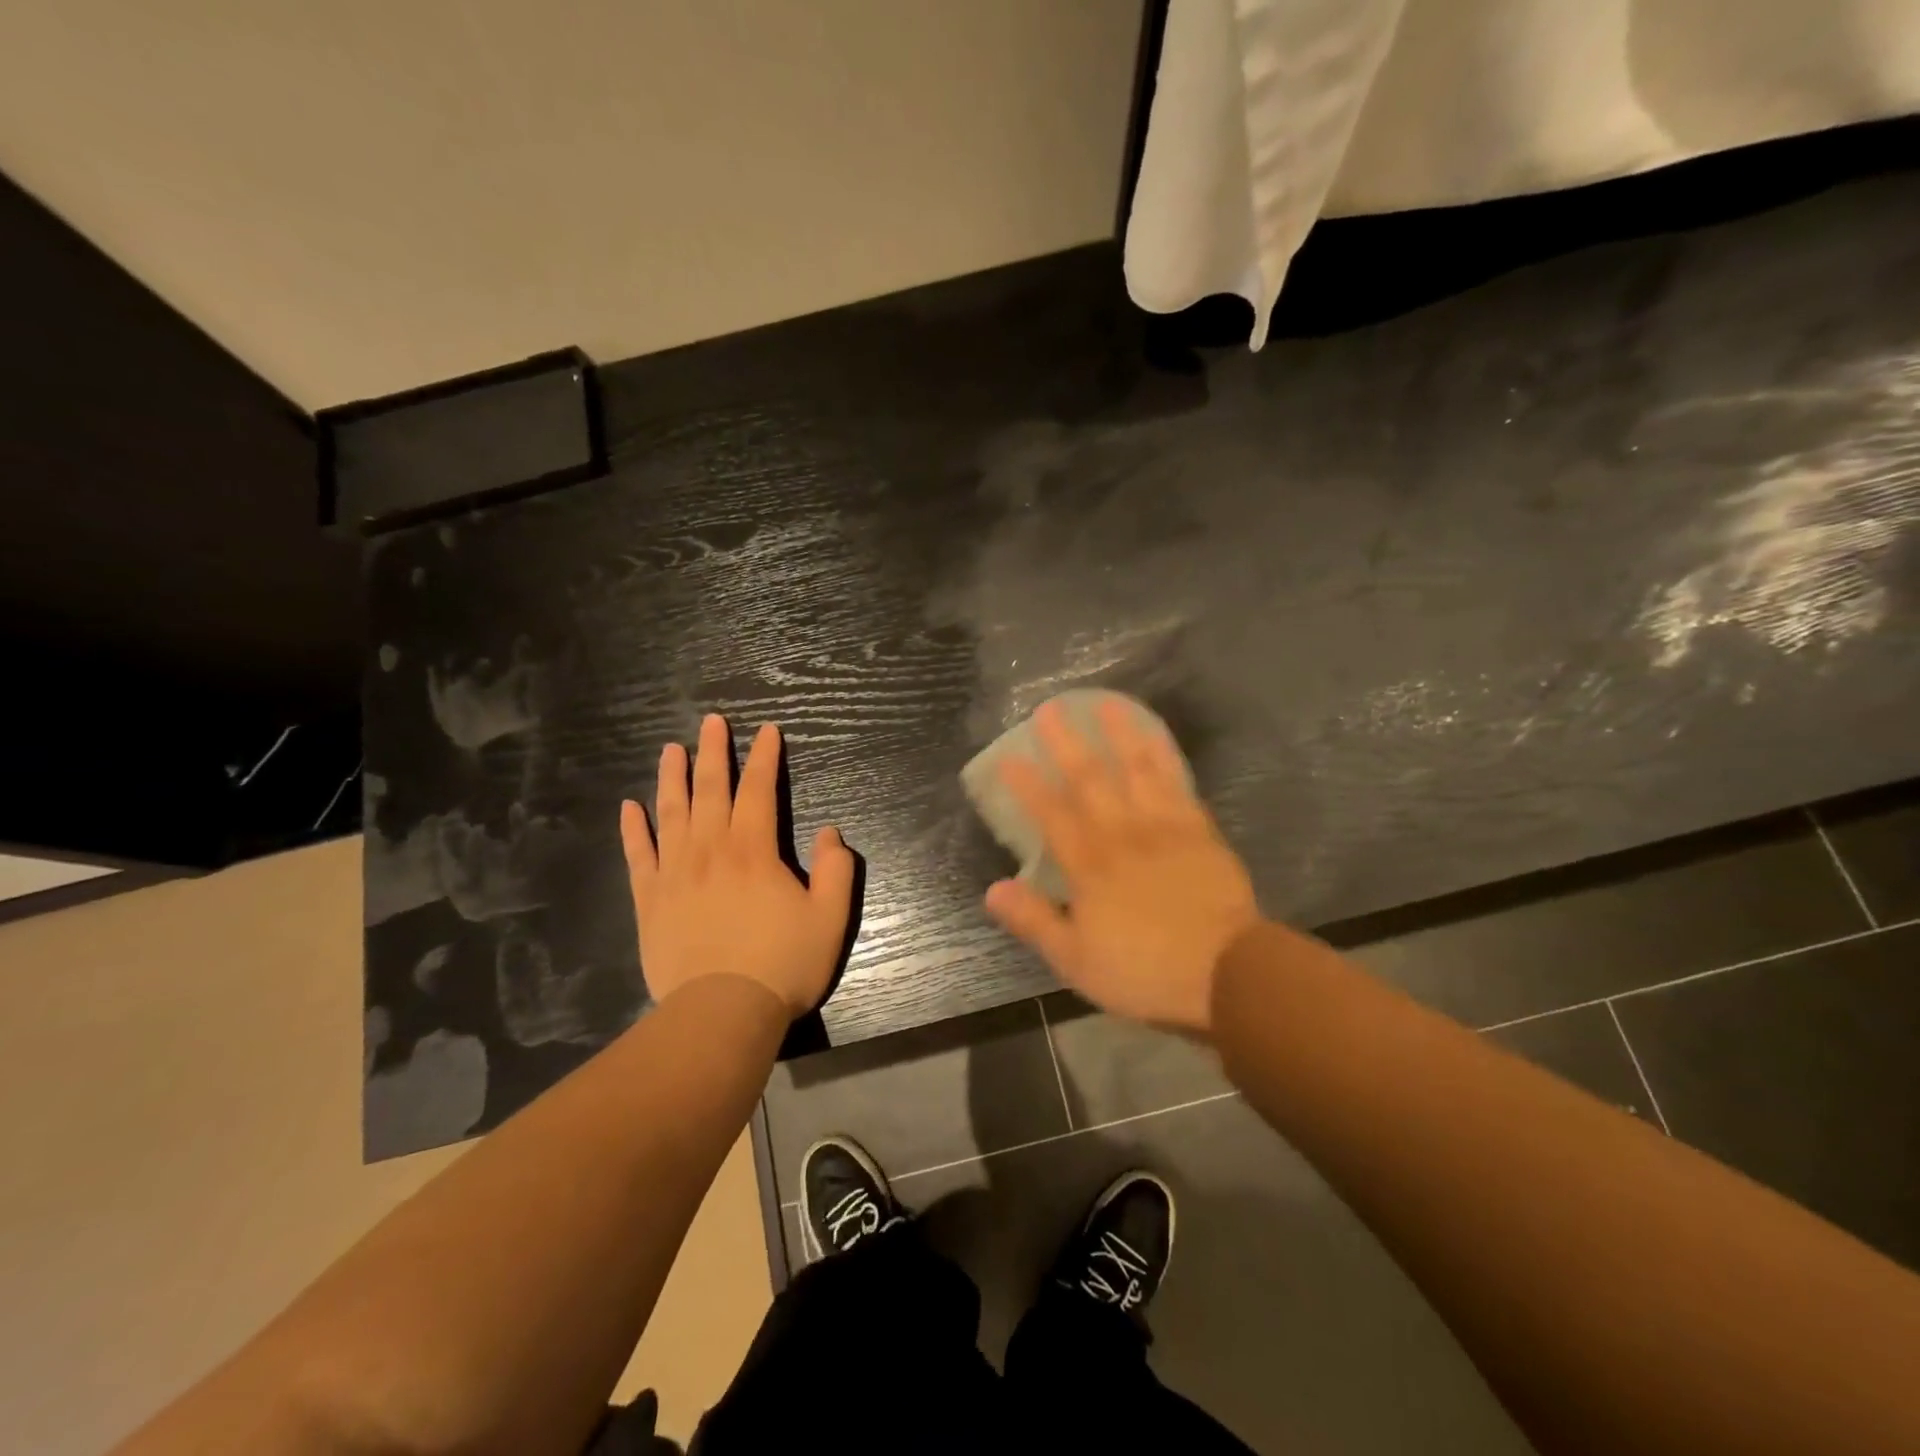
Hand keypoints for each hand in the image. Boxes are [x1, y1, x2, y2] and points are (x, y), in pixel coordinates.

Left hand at [621, 714, 854, 1016]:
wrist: (721, 1012)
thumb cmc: (782, 964)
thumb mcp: (830, 918)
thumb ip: (837, 870)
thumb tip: (832, 833)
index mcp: (754, 851)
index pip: (759, 790)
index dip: (765, 758)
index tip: (767, 730)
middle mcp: (710, 851)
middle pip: (710, 790)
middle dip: (714, 752)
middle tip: (711, 721)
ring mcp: (674, 874)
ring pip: (671, 813)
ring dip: (672, 778)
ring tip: (672, 749)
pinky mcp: (650, 901)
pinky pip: (638, 855)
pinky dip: (634, 829)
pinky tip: (630, 807)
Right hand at [983, 698, 1258, 1032]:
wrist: (1227, 974)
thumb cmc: (1144, 972)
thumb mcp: (1076, 960)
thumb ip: (1034, 921)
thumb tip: (991, 889)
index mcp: (1089, 866)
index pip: (1051, 814)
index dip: (1028, 784)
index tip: (1009, 756)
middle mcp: (1123, 834)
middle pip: (1091, 780)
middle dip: (1067, 743)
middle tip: (1050, 709)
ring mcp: (1164, 827)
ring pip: (1138, 770)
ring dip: (1119, 735)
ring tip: (1106, 703)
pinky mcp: (1199, 830)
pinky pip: (1178, 784)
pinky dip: (1165, 757)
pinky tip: (1156, 739)